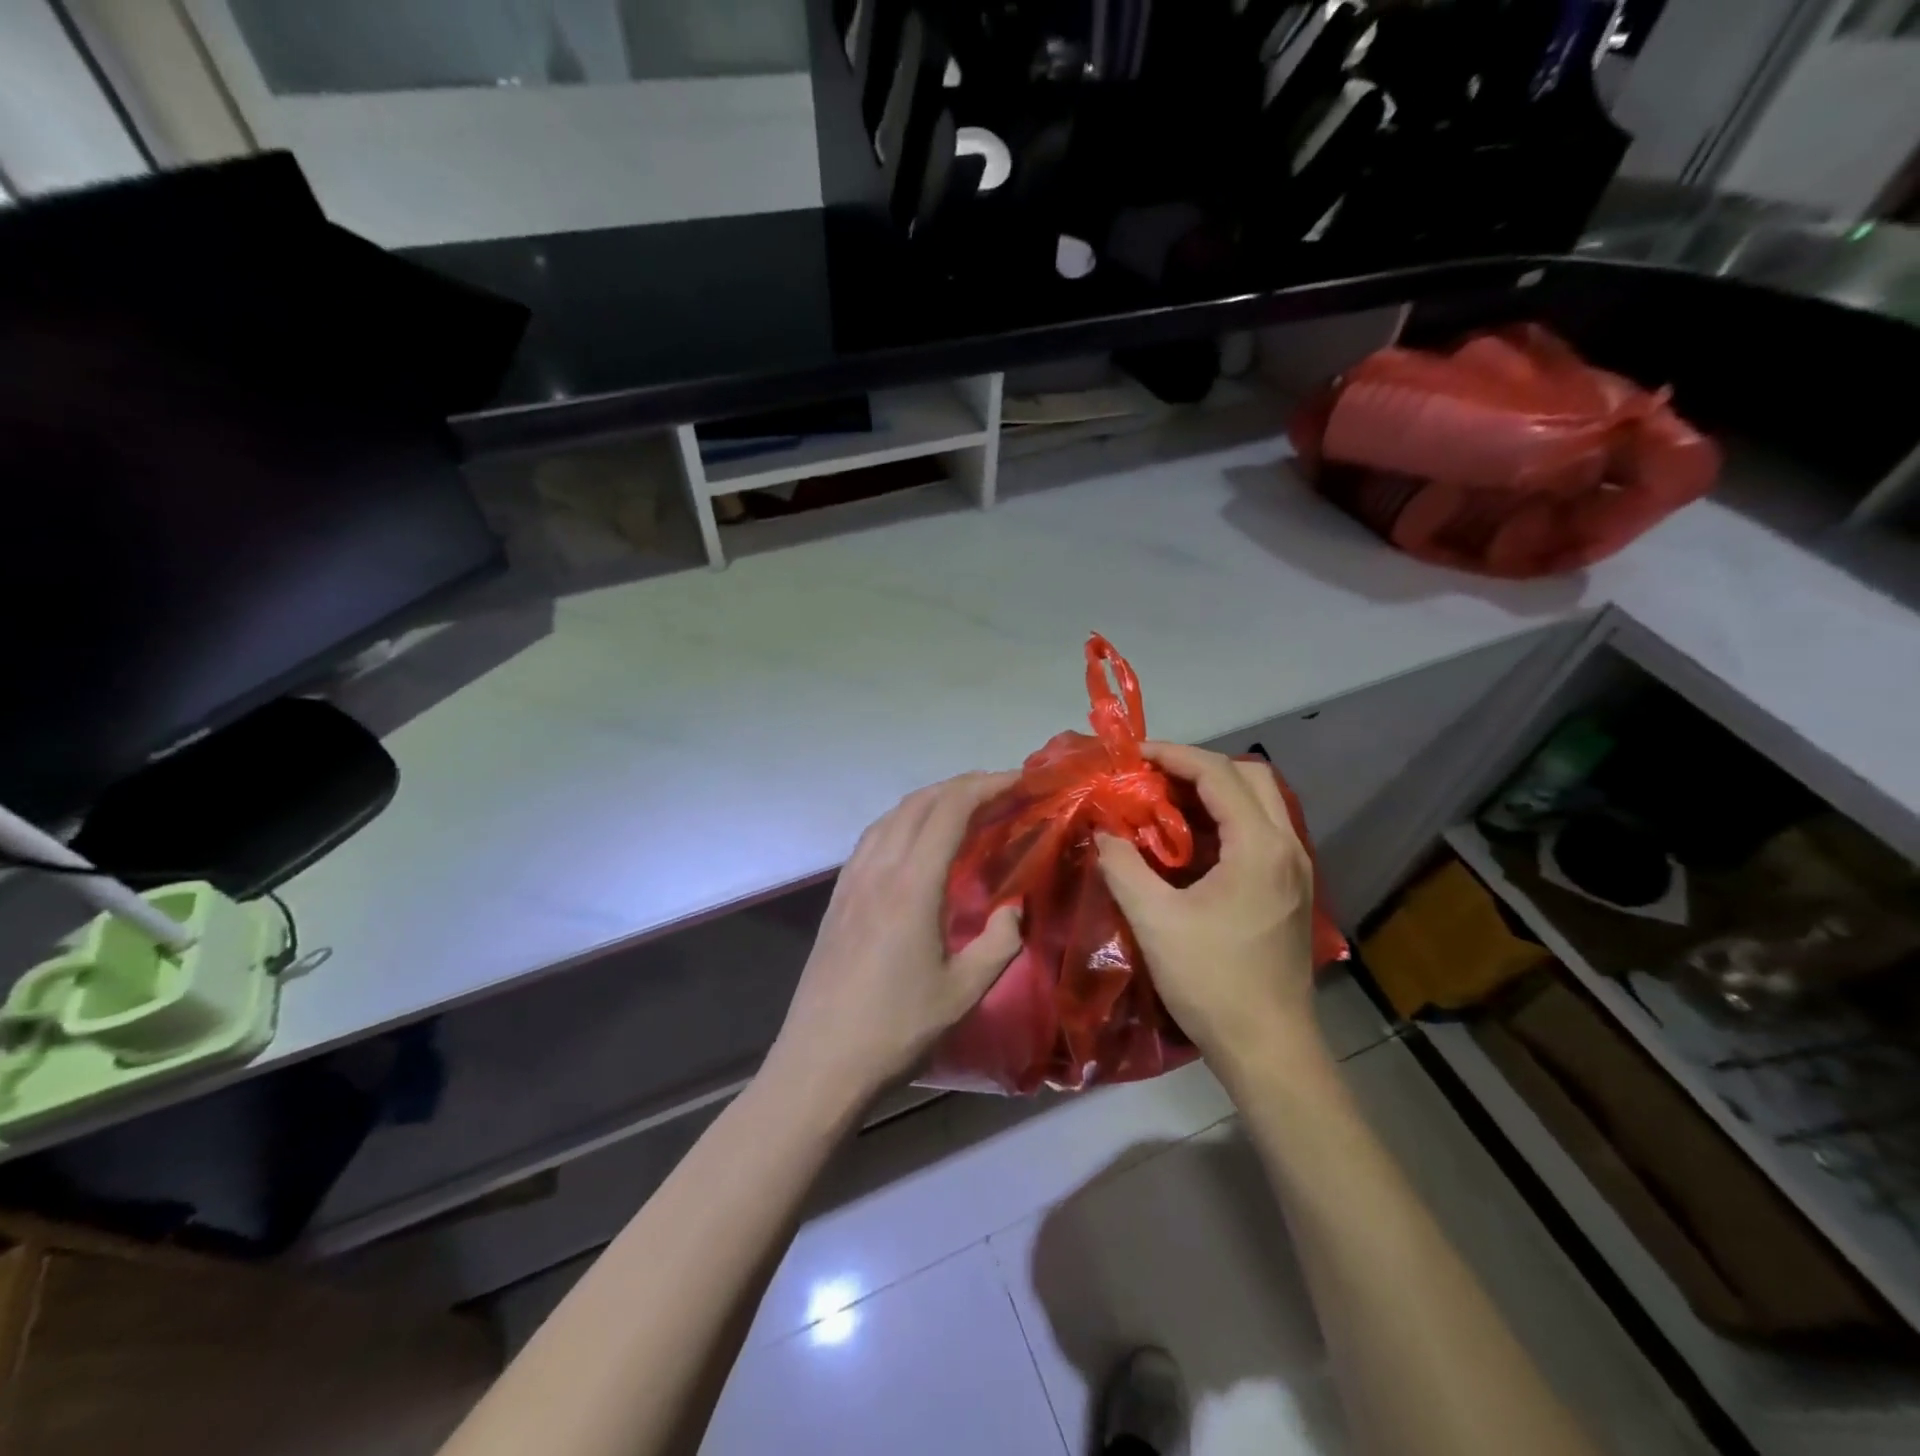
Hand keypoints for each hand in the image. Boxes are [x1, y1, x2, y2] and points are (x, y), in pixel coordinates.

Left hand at [768, 773, 1023, 1105]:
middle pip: (920, 803)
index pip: (950, 811)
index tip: (1020, 780)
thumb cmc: (896, 1029)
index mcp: (911, 885)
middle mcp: (878, 868)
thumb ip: (998, 942)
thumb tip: (1014, 908)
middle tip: (1001, 789)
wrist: (820, 1062)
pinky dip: (904, 820)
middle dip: (963, 785)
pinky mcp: (838, 896)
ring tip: (965, 807)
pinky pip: (874, 837)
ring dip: (931, 799)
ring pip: (892, 815)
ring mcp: (852, 880)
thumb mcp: (963, 992)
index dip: (986, 787)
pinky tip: (917, 840)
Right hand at [1096, 743, 1322, 1070]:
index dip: (1173, 755)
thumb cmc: (1211, 981)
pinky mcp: (1290, 890)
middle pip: (1250, 777)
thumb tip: (1102, 831)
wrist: (1268, 1048)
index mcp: (1259, 846)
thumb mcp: (1155, 920)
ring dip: (1214, 793)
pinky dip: (1225, 821)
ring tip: (1164, 805)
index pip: (1217, 774)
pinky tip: (1189, 845)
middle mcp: (1287, 846)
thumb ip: (1122, 866)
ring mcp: (1295, 869)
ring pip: (1260, 803)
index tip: (1133, 755)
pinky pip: (1260, 832)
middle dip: (1199, 767)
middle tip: (1153, 779)